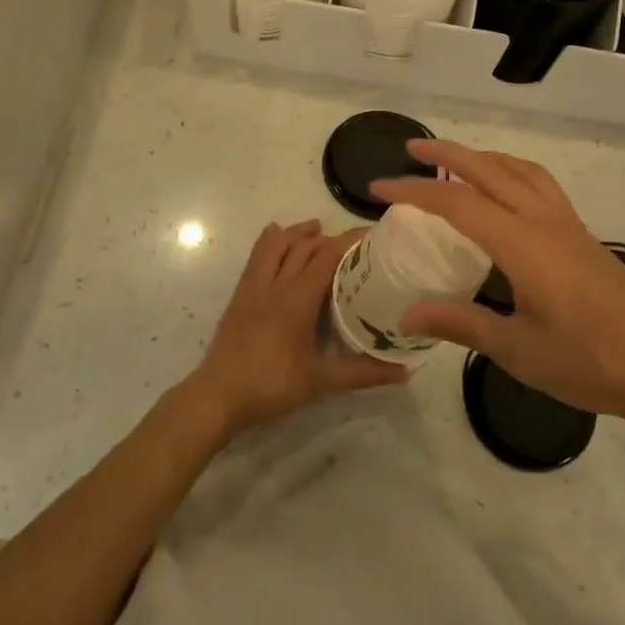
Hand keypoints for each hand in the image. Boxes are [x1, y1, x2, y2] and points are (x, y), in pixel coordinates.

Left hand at [186, 220, 408, 436]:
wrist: (219, 395)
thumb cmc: (272, 386)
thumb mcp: (321, 382)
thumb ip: (363, 374)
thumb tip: (405, 373)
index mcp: (298, 300)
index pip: (327, 257)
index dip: (349, 242)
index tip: (372, 236)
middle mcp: (276, 284)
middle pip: (303, 247)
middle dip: (328, 238)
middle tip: (351, 243)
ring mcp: (253, 287)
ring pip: (275, 245)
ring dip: (297, 233)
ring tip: (315, 229)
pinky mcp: (239, 294)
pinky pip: (255, 256)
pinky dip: (269, 241)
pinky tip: (275, 235)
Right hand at [372, 142, 624, 448]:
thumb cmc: (591, 361)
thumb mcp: (518, 350)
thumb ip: (461, 325)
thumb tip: (408, 314)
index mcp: (521, 243)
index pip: (455, 203)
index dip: (413, 191)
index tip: (378, 189)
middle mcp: (543, 221)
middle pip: (489, 169)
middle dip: (447, 154)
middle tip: (412, 149)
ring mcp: (569, 226)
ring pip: (521, 170)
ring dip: (484, 157)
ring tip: (458, 162)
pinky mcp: (585, 238)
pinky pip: (541, 185)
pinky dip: (512, 172)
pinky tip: (507, 196)